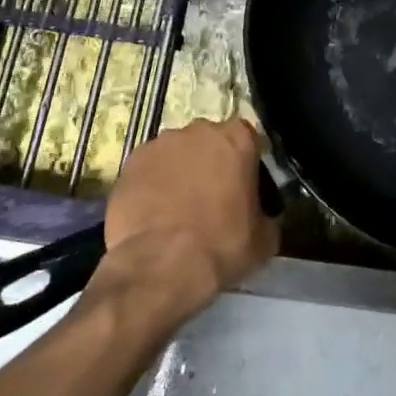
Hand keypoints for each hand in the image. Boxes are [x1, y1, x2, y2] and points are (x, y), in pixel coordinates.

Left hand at [97, 118, 276, 318]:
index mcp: (237, 139)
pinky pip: (148, 170)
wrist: (161, 265)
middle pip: (208, 142)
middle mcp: (198, 130)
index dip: (244, 163)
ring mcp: (160, 144)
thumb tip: (260, 217)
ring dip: (179, 172)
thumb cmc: (221, 246)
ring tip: (176, 208)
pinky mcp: (130, 163)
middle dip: (210, 163)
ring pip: (175, 154)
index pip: (247, 139)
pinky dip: (151, 185)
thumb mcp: (264, 238)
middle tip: (210, 198)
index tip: (242, 188)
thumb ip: (265, 214)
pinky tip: (152, 213)